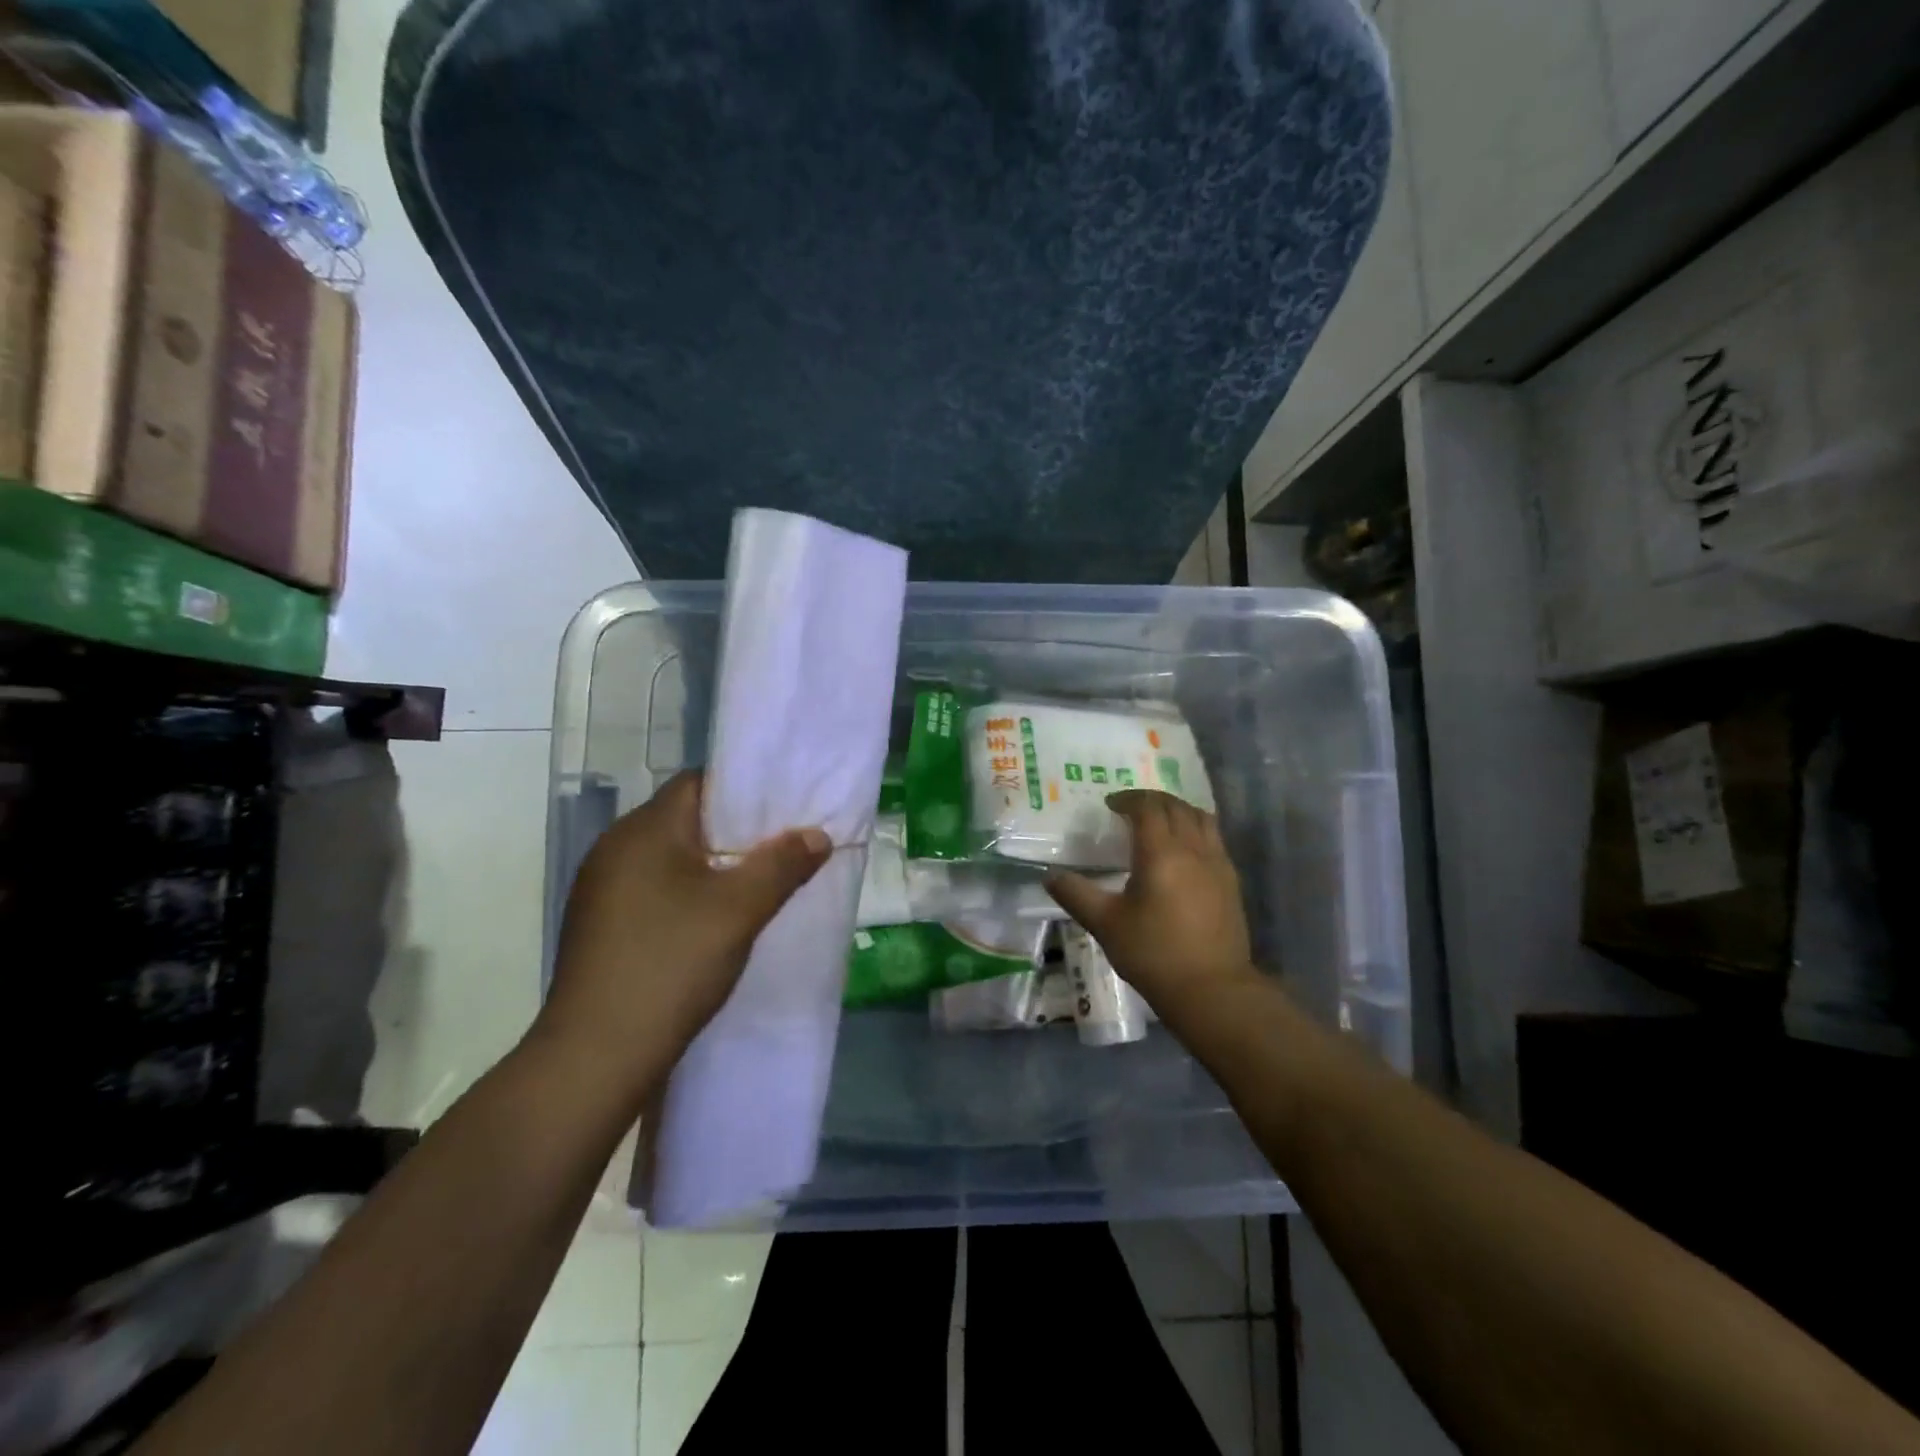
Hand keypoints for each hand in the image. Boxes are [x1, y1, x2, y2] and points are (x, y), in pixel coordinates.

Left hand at [536, 771, 829, 1089]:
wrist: (596, 1056)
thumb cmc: (671, 965)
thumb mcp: (740, 911)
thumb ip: (782, 865)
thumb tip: (817, 836)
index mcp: (643, 830)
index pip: (697, 783)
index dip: (743, 791)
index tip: (782, 812)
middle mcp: (614, 848)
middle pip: (685, 819)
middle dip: (734, 831)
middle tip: (780, 849)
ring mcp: (601, 888)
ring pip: (670, 857)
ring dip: (711, 865)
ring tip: (755, 885)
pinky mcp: (599, 924)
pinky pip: (653, 888)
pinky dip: (686, 892)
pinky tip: (712, 921)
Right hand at [1045, 790, 1258, 1017]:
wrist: (1212, 989)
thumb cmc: (1153, 953)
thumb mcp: (1105, 924)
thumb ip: (1076, 894)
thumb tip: (1050, 876)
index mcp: (1161, 853)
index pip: (1148, 808)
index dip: (1128, 800)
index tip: (1111, 805)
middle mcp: (1193, 849)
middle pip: (1176, 807)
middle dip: (1152, 800)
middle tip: (1131, 808)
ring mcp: (1218, 864)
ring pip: (1201, 819)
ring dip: (1178, 811)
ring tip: (1160, 822)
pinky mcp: (1231, 882)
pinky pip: (1214, 839)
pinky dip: (1196, 830)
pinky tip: (1184, 851)